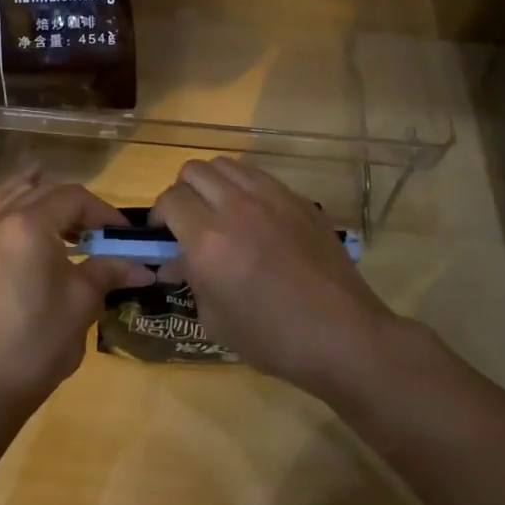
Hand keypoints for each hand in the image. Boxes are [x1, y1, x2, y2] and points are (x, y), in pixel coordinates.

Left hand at [0, 169, 144, 423]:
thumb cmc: (38, 341)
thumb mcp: (82, 302)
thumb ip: (110, 271)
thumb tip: (143, 266)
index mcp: (30, 225)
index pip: (74, 199)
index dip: (104, 212)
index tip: (125, 235)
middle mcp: (1, 219)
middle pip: (45, 192)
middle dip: (78, 206)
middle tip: (102, 233)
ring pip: (13, 194)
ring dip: (42, 195)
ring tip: (64, 211)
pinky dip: (11, 202)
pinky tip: (23, 214)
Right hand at [153, 158, 398, 401]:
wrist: (344, 337)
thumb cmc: (274, 339)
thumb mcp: (216, 320)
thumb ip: (190, 280)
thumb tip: (175, 262)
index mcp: (210, 241)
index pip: (170, 200)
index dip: (159, 215)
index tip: (162, 234)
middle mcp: (237, 208)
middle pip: (194, 170)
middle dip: (182, 192)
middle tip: (188, 220)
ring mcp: (272, 198)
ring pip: (227, 164)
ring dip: (213, 183)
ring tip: (219, 210)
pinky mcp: (299, 200)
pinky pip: (259, 176)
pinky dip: (244, 187)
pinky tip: (254, 216)